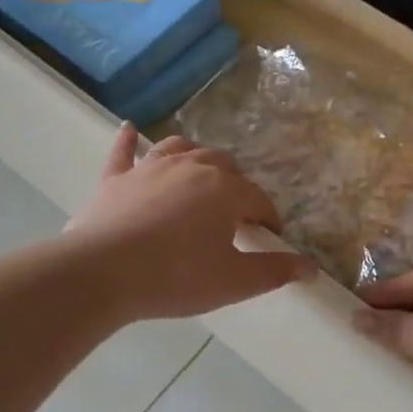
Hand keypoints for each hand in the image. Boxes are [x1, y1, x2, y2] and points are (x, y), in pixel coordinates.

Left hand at [65, 124, 314, 321]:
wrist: (101, 272)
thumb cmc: (175, 277)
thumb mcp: (232, 282)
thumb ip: (273, 272)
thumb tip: (310, 267)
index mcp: (225, 191)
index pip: (258, 199)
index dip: (268, 218)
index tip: (269, 236)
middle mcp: (192, 167)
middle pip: (223, 165)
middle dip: (235, 184)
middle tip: (233, 214)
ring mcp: (150, 168)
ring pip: (180, 148)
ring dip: (195, 157)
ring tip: (200, 173)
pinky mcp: (116, 178)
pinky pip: (125, 152)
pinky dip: (130, 141)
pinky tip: (130, 130)